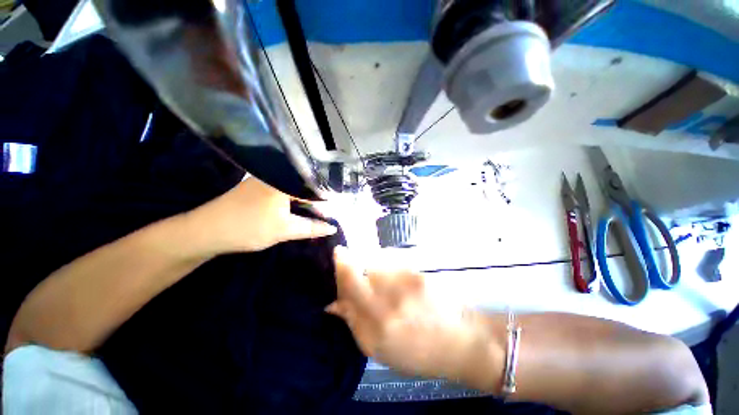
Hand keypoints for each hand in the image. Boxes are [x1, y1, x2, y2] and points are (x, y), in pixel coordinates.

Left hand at [184, 177, 336, 255]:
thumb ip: (312, 228)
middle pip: (306, 186)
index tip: (336, 212)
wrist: (206, 231)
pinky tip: (299, 209)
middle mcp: (277, 174)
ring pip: (295, 188)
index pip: (314, 188)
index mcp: (284, 180)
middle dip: (317, 202)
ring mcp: (266, 178)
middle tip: (327, 215)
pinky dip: (294, 200)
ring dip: (305, 201)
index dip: (327, 201)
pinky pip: (285, 190)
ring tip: (317, 213)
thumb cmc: (248, 228)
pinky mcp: (259, 185)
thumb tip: (333, 228)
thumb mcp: (285, 230)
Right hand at [327, 247, 497, 382]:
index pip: (349, 281)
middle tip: (360, 276)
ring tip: (386, 284)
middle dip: (354, 264)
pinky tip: (401, 282)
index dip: (340, 264)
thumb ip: (354, 323)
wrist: (460, 340)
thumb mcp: (380, 350)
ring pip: (377, 260)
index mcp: (377, 324)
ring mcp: (406, 281)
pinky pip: (393, 261)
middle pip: (361, 264)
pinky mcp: (418, 271)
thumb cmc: (418, 352)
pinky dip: (389, 267)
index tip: (338, 253)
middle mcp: (390, 298)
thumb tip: (332, 303)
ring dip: (374, 268)